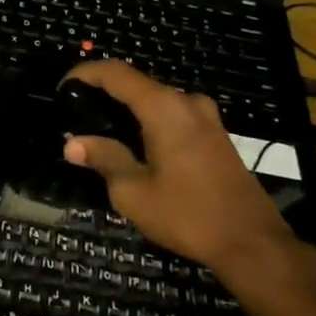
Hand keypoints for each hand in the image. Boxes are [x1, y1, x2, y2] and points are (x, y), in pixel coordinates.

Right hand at [61, 60, 302, 286]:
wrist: (252, 242)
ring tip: (101, 132)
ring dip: (128, 109)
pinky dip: (149, 120)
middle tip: (77, 115)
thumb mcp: (134, 191)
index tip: (62, 87)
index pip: (116, 73)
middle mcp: (186, 102)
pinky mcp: (216, 134)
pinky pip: (173, 114)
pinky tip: (136, 145)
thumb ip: (104, 159)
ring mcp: (207, 117)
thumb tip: (72, 144)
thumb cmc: (188, 214)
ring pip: (156, 100)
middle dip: (104, 93)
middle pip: (137, 84)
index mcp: (164, 108)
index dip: (85, 73)